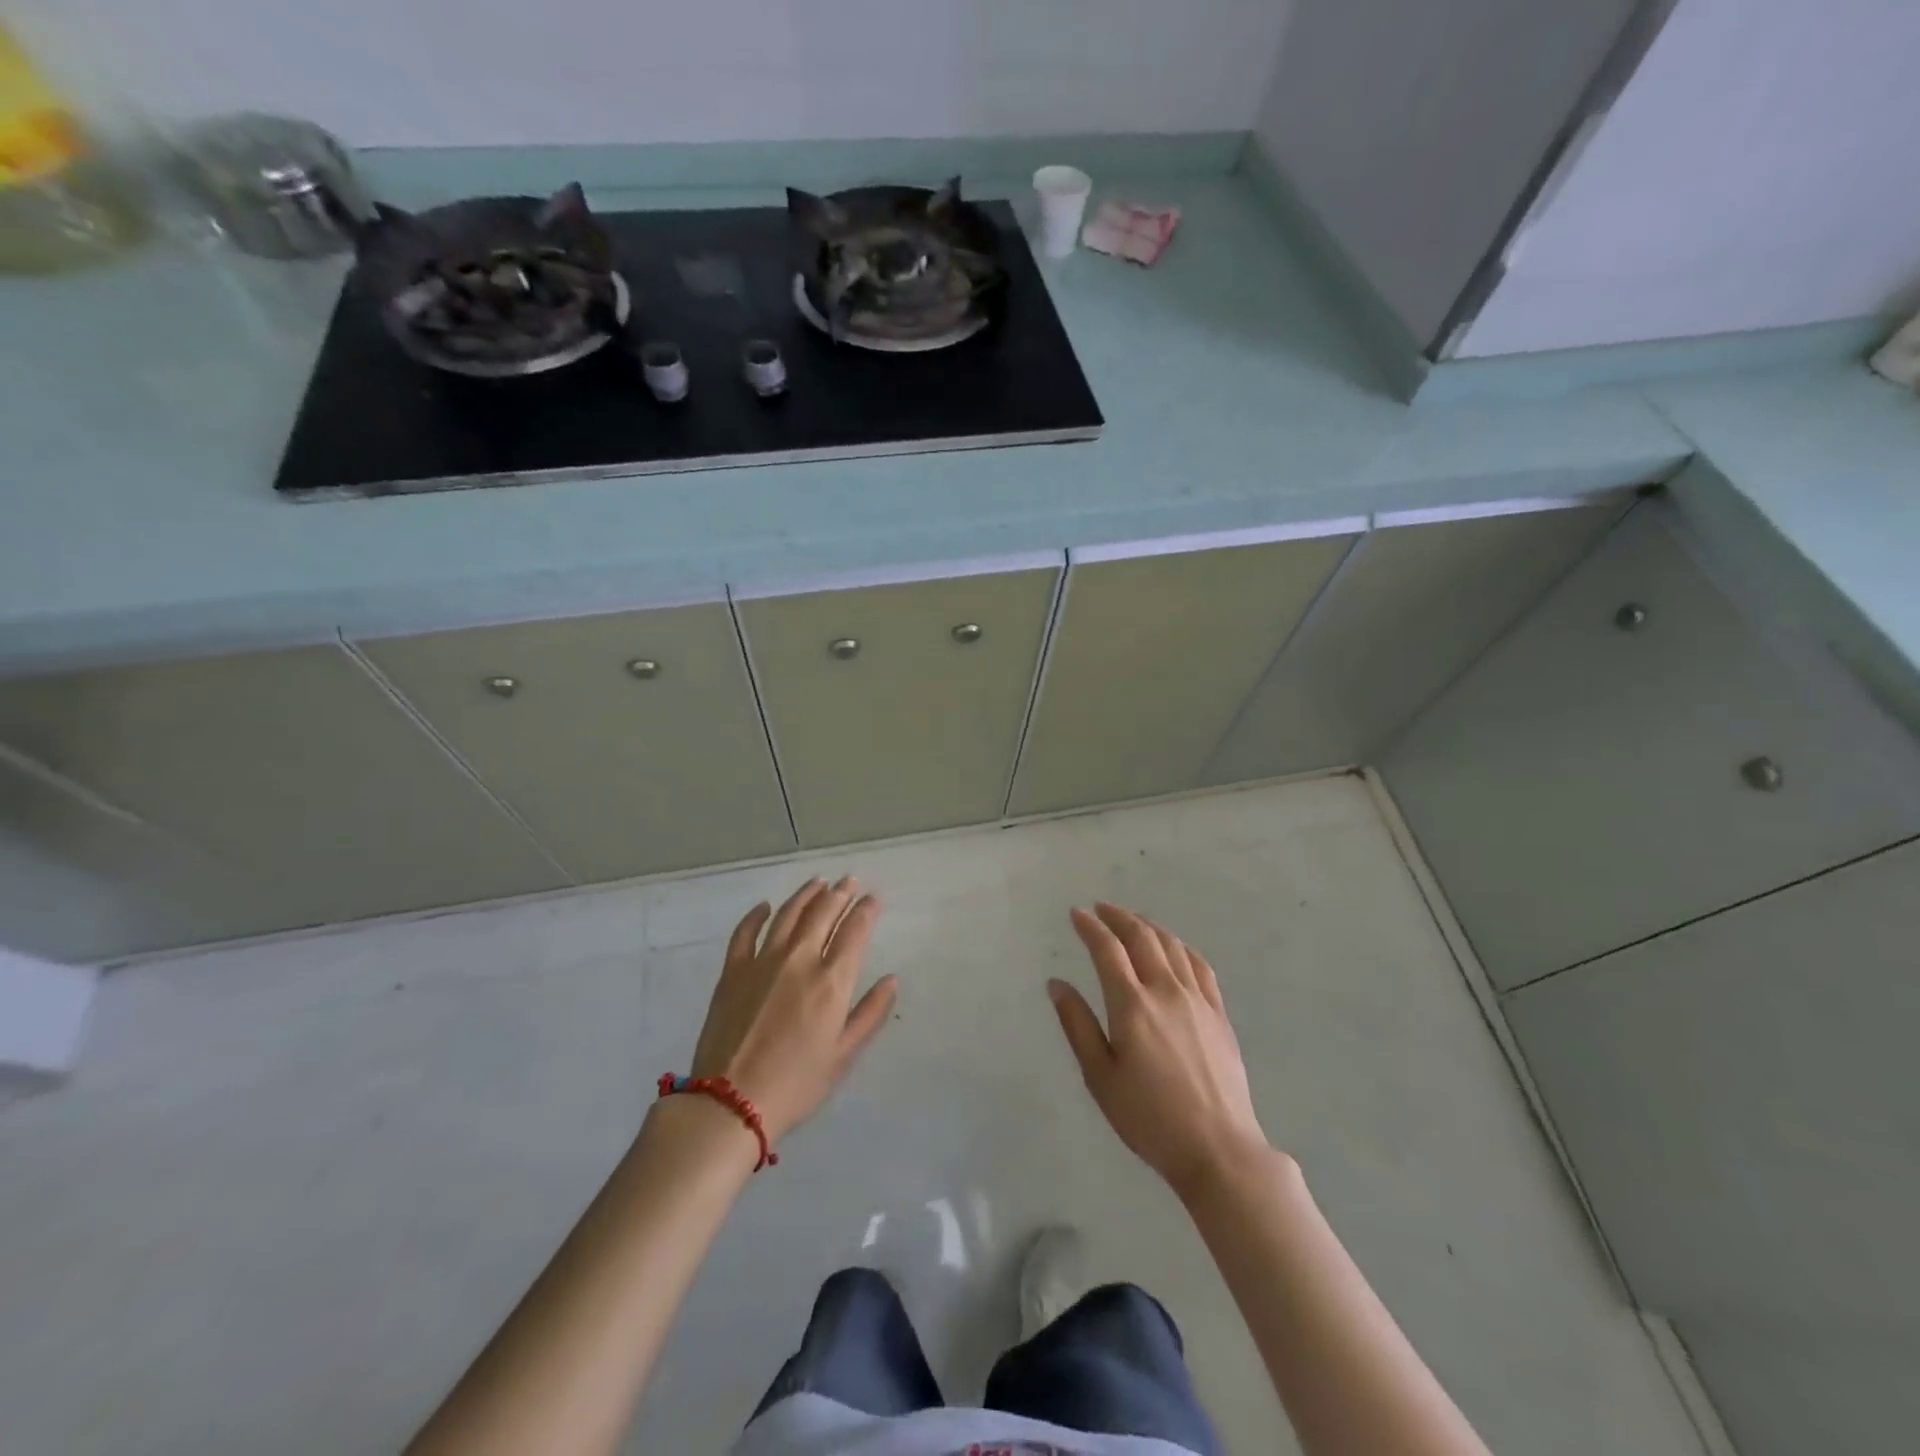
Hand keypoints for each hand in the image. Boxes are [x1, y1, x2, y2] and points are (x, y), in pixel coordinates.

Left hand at [686, 877, 895, 1144]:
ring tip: (818, 882)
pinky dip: (756, 915)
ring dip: (806, 894)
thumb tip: (891, 980)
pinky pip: (745, 932)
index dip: (866, 910)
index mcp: (831, 981)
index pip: (855, 931)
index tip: (873, 898)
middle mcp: (799, 960)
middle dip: (840, 893)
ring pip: (788, 914)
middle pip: (823, 913)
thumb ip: (870, 1014)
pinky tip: (765, 906)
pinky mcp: (733, 971)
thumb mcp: (843, 1055)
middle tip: (849, 880)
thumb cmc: (796, 1084)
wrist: (731, 1102)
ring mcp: (762, 961)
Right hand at [1050, 903, 1270, 1200]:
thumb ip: (1077, 1025)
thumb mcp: (1100, 1077)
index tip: (1076, 914)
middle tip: (1100, 908)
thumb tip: (1057, 984)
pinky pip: (1200, 966)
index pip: (1107, 950)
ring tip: (1132, 921)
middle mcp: (1166, 991)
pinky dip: (1181, 947)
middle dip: (1118, 917)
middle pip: (1141, 937)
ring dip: (1148, 926)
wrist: (1218, 1149)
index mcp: (1132, 1005)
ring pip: (1172, 945)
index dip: (1090, 927)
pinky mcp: (1219, 1014)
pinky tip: (1174, 948)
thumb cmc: (1149, 1118)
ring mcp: (1198, 1000)